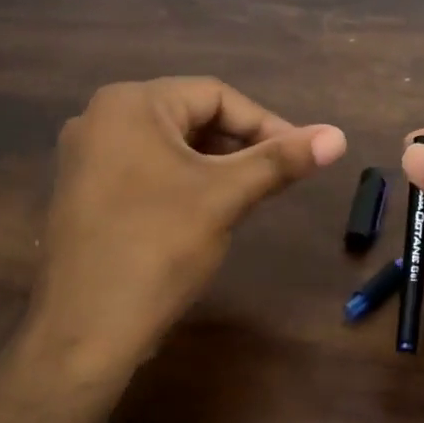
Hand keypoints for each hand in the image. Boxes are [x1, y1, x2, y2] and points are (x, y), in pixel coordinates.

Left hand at [29, 78, 345, 371]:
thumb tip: (339, 136)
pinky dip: (182, 183)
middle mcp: (99, 119)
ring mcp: (86, 158)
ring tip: (247, 197)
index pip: (215, 95)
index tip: (300, 156)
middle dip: (239, 145)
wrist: (87, 327)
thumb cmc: (158, 248)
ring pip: (168, 148)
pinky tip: (204, 214)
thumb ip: (280, 161)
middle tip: (277, 178)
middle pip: (189, 117)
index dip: (265, 123)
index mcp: (130, 104)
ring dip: (214, 166)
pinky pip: (145, 172)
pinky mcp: (84, 194)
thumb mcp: (225, 197)